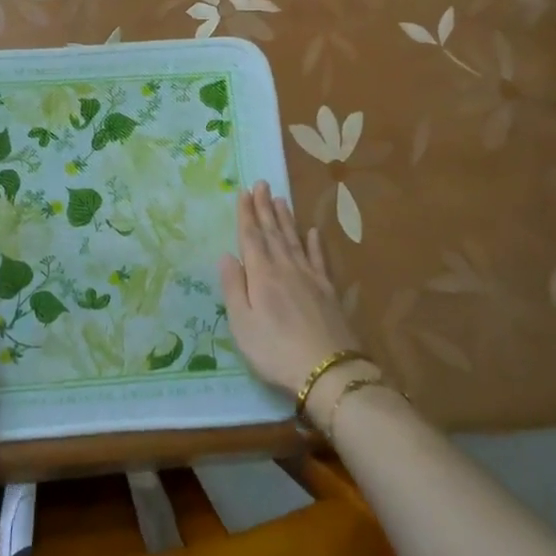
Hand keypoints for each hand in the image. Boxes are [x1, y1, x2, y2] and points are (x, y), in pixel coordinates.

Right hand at [219, 181, 361, 398]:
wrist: (328, 371)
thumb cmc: (275, 351)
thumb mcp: (242, 324)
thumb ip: (234, 288)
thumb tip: (226, 255)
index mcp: (261, 275)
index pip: (251, 237)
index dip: (246, 214)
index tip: (244, 191)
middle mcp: (286, 268)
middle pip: (273, 232)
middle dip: (265, 207)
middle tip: (261, 183)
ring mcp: (310, 277)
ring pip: (294, 240)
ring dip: (286, 218)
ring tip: (280, 199)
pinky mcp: (328, 290)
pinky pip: (319, 259)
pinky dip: (315, 243)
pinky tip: (313, 231)